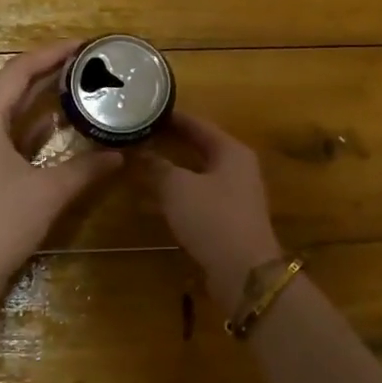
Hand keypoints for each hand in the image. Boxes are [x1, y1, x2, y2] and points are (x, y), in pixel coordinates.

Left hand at [0, 41, 123, 291]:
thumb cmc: (1, 224)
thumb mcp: (50, 192)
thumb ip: (87, 167)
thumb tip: (120, 154)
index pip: (18, 72)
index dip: (51, 54)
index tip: (82, 46)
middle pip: (7, 89)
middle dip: (46, 77)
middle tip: (84, 67)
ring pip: (1, 114)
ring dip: (35, 104)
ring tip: (74, 91)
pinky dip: (22, 129)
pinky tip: (51, 127)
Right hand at [138, 112, 284, 307]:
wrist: (244, 272)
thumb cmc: (213, 218)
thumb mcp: (178, 188)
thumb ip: (156, 166)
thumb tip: (137, 150)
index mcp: (231, 151)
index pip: (198, 124)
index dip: (172, 117)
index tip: (146, 110)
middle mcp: (237, 169)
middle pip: (199, 148)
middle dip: (169, 144)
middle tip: (139, 136)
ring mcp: (234, 196)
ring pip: (196, 175)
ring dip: (169, 171)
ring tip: (139, 165)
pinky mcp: (227, 221)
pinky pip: (197, 199)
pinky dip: (176, 196)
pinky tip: (151, 201)